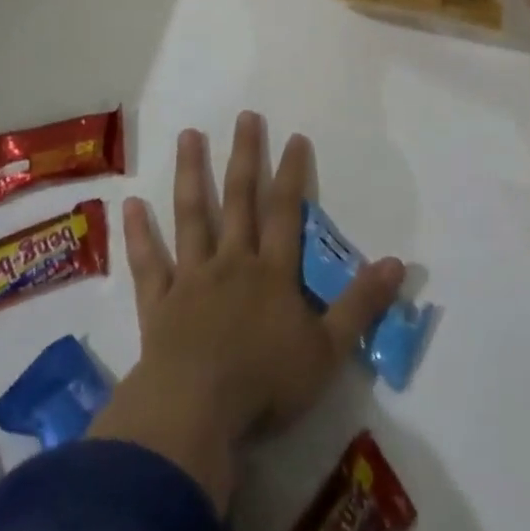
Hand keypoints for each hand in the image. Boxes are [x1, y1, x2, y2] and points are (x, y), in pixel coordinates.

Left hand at [88, 113, 404, 511]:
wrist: (195, 414)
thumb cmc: (266, 384)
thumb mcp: (328, 350)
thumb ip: (360, 304)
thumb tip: (398, 264)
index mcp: (272, 273)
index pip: (285, 212)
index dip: (292, 174)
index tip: (294, 137)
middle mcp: (232, 263)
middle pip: (239, 200)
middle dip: (245, 156)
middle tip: (244, 116)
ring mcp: (192, 279)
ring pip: (192, 217)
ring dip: (191, 175)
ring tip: (188, 135)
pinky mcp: (158, 305)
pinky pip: (148, 264)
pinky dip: (139, 235)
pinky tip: (131, 204)